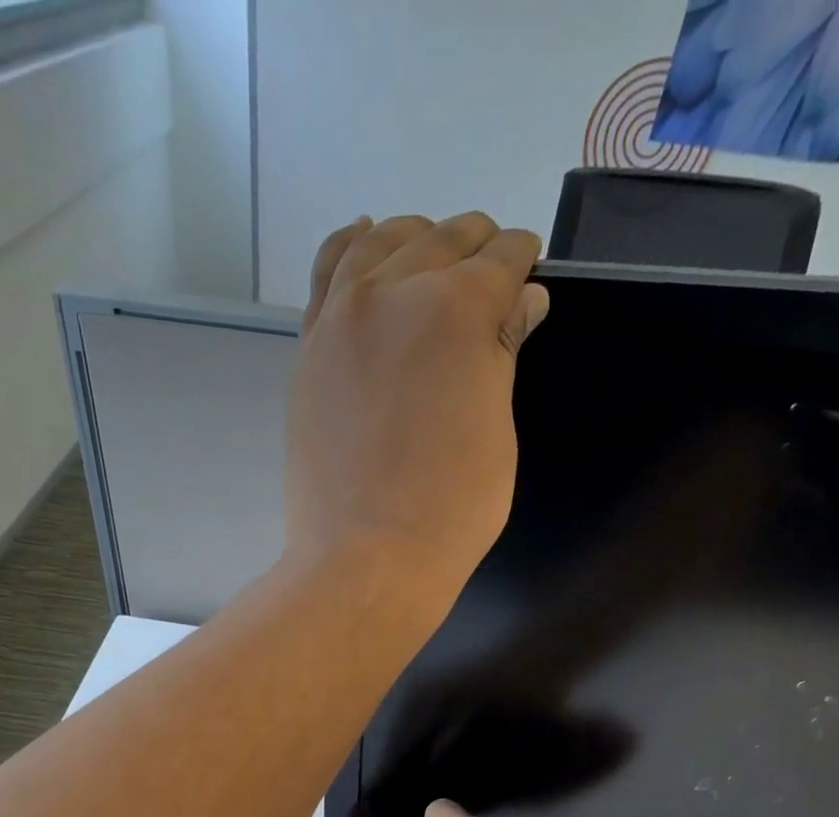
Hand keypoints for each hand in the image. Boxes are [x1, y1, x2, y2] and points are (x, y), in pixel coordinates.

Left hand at [283, 213, 549, 598]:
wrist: (366, 556)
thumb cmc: (450, 508)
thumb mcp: (496, 430)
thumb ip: (502, 352)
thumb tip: (522, 300)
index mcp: (458, 308)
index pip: (502, 259)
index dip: (522, 264)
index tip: (529, 274)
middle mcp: (395, 292)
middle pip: (444, 241)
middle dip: (476, 249)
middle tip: (491, 271)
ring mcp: (342, 317)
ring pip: (382, 242)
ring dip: (417, 239)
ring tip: (432, 256)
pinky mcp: (310, 348)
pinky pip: (327, 272)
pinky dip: (351, 246)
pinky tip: (366, 239)